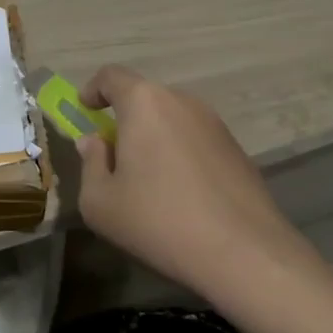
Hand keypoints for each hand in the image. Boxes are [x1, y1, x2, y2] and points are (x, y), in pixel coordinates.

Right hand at [75, 64, 311, 297]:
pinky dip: (181, 154)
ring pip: (172, 120)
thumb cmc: (160, 221)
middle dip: (124, 118)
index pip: (111, 76)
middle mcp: (181, 102)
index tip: (85, 110)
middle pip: (144, 98)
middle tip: (113, 154)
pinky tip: (182, 195)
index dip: (93, 89)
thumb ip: (90, 163)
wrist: (248, 256)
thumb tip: (95, 143)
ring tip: (148, 179)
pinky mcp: (238, 151)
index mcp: (144, 103)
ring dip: (154, 137)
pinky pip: (196, 140)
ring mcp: (215, 125)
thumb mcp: (100, 202)